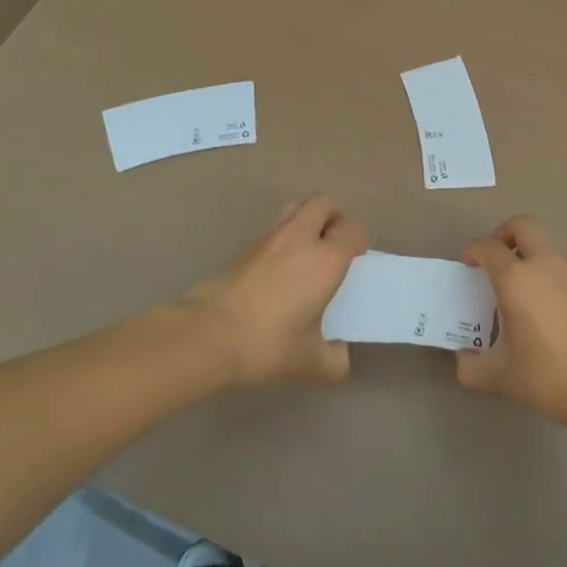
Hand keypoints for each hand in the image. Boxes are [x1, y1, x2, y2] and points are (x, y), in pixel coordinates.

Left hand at [184, 196, 367, 386]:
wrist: (208, 334)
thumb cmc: (267, 344)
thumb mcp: (309, 363)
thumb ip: (334, 361)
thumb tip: (339, 354)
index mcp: (325, 259)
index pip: (352, 230)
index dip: (357, 241)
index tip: (354, 262)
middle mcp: (300, 238)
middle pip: (324, 203)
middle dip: (334, 218)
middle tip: (333, 247)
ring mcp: (270, 237)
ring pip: (296, 207)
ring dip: (308, 219)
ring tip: (307, 250)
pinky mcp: (245, 246)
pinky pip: (274, 227)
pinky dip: (283, 236)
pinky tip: (278, 268)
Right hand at [455, 216, 566, 427]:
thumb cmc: (548, 375)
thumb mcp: (501, 377)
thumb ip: (472, 368)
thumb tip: (463, 362)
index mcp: (516, 278)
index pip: (489, 247)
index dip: (473, 251)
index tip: (466, 265)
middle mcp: (543, 266)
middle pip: (523, 226)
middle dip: (503, 234)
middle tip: (493, 260)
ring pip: (544, 245)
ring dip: (526, 254)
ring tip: (514, 288)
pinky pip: (558, 267)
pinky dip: (543, 273)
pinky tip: (538, 308)